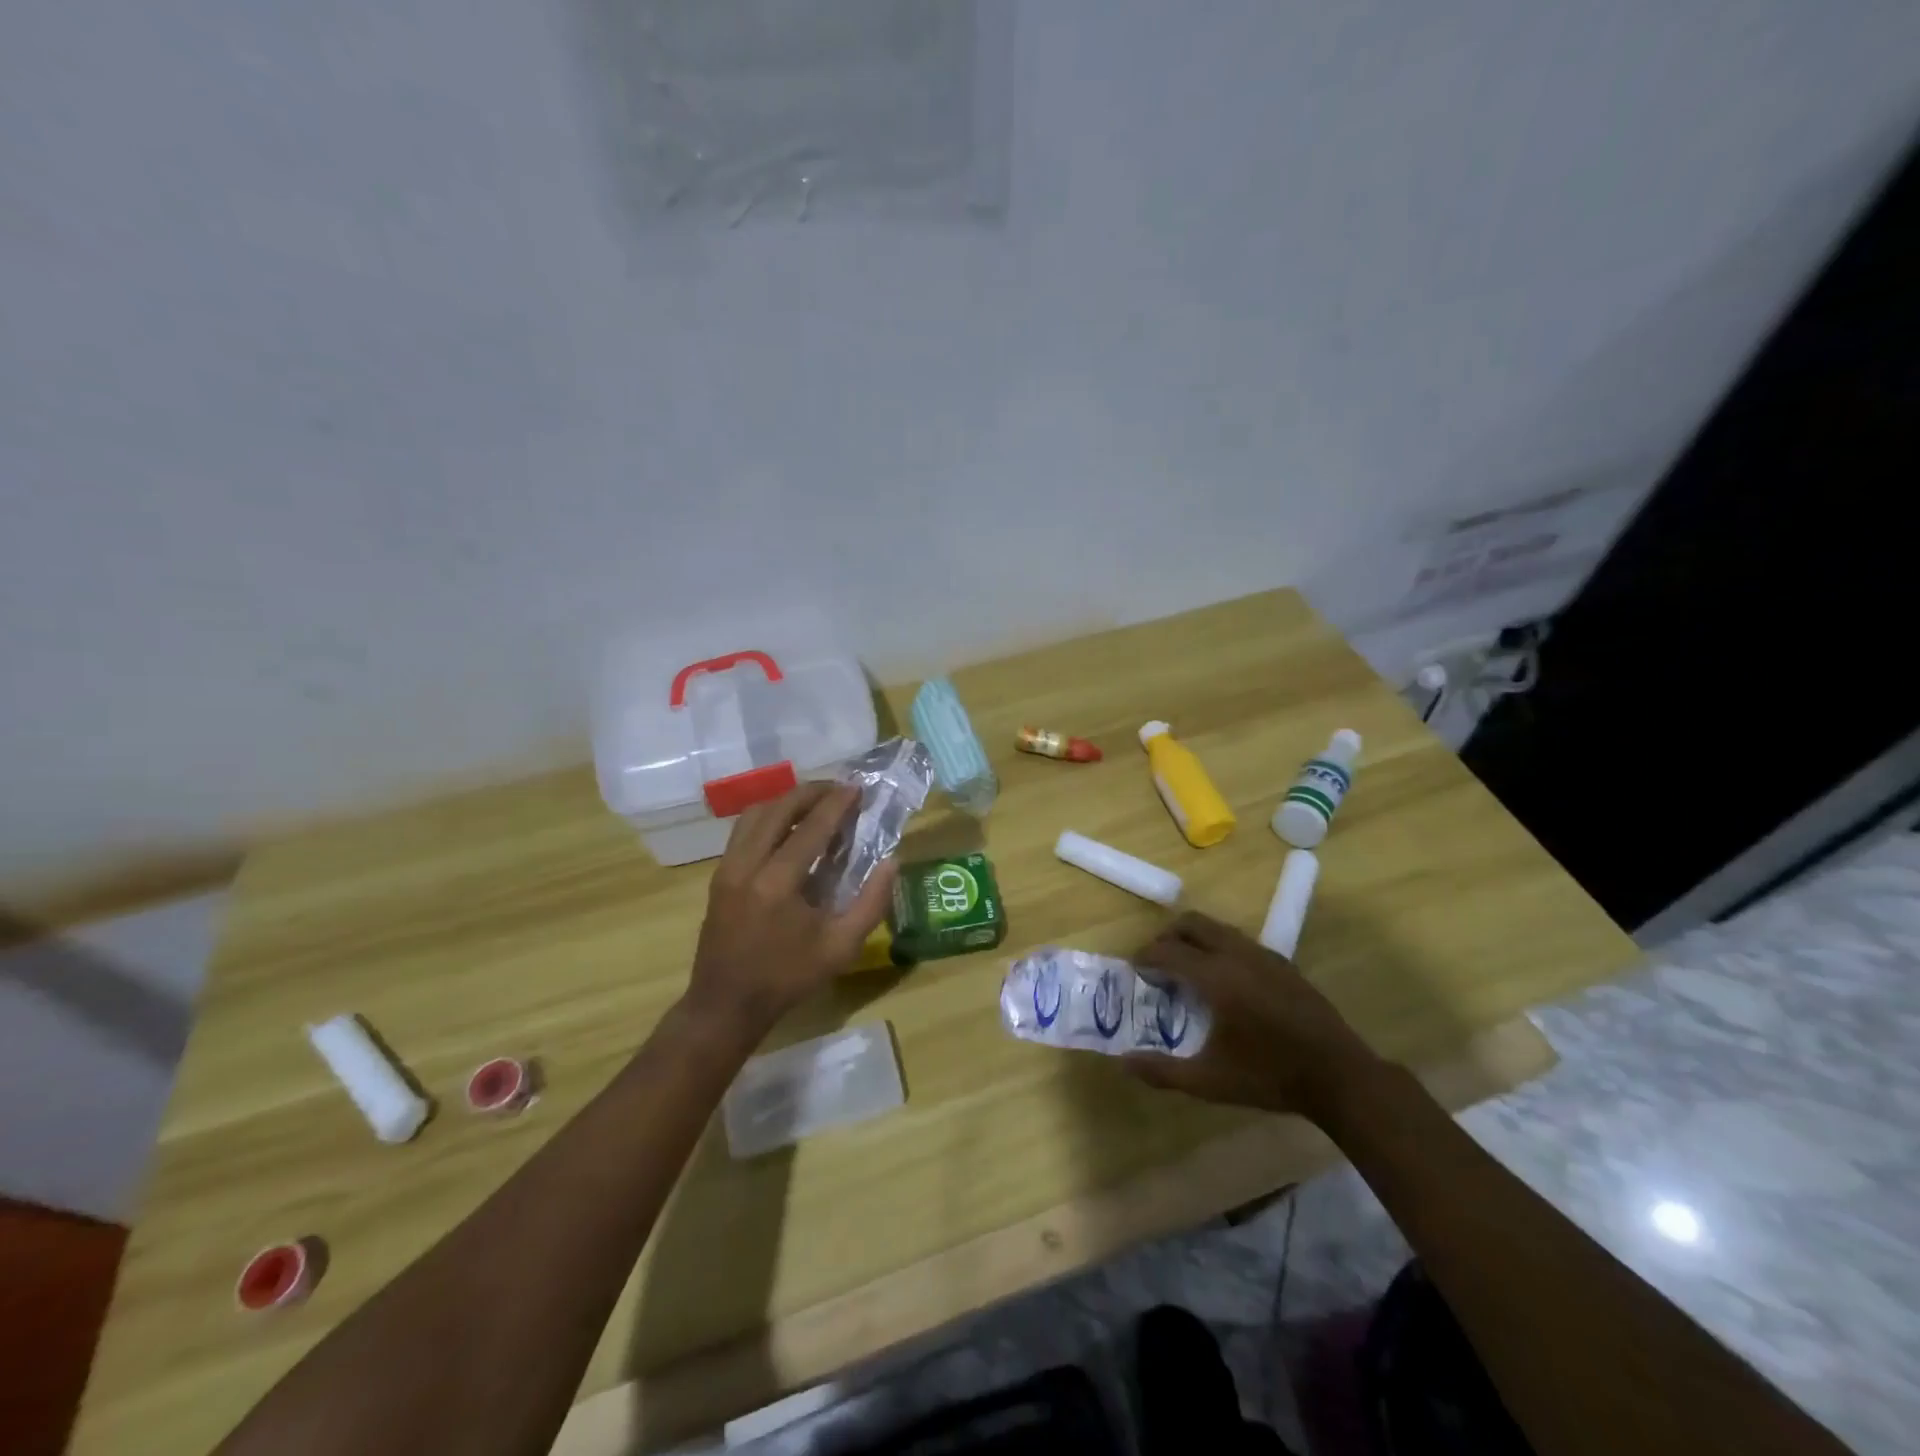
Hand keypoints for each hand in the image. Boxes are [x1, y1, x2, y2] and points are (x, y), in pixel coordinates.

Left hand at [684, 782, 897, 1041]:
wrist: (726, 1005)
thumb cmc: (788, 979)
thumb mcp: (841, 948)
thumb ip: (872, 903)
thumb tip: (891, 862)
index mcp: (778, 882)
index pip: (812, 827)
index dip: (837, 803)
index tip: (858, 788)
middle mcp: (748, 864)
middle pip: (779, 808)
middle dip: (811, 792)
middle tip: (839, 790)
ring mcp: (728, 867)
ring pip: (756, 813)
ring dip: (787, 801)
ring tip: (815, 803)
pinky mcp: (719, 874)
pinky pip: (743, 830)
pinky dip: (769, 817)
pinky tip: (788, 827)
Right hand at [1124, 911, 1383, 1122]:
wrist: (1340, 1076)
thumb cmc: (1270, 1077)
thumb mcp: (1210, 1082)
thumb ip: (1163, 1071)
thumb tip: (1123, 1063)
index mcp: (1216, 977)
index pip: (1168, 951)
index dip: (1145, 957)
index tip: (1135, 970)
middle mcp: (1237, 955)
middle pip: (1191, 924)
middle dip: (1168, 936)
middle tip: (1156, 962)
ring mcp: (1263, 955)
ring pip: (1217, 928)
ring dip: (1194, 939)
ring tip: (1186, 968)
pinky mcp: (1283, 963)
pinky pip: (1239, 941)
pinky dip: (1219, 947)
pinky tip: (1224, 980)